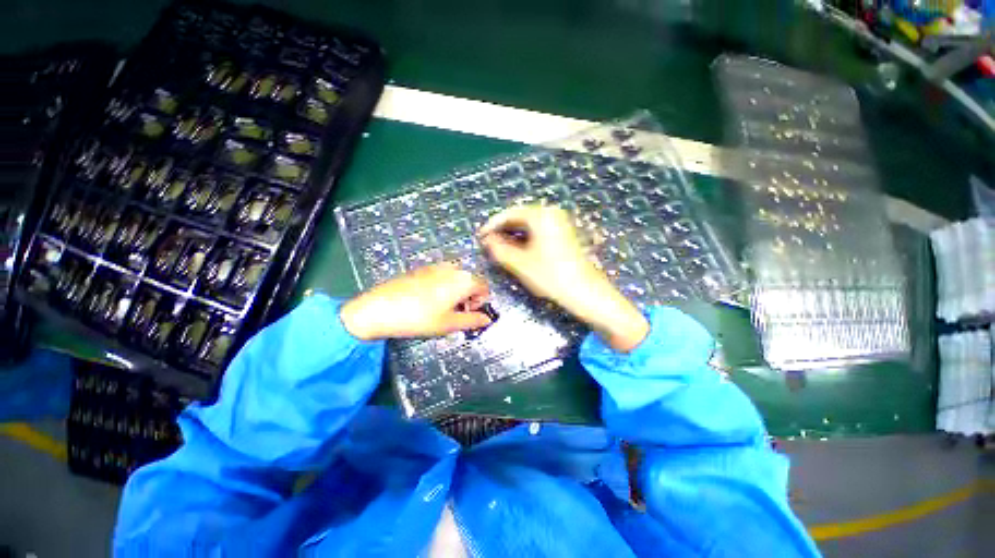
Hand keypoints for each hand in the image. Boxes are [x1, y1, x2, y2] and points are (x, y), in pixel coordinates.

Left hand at [340, 263, 492, 340]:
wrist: (380, 308)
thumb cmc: (420, 318)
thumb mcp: (449, 324)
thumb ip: (473, 320)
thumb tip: (487, 319)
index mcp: (463, 279)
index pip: (484, 286)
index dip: (481, 301)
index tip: (469, 313)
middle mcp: (453, 268)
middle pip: (470, 281)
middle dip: (469, 297)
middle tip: (455, 313)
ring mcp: (436, 266)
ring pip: (456, 278)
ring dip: (456, 292)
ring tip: (441, 308)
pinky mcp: (422, 268)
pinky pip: (442, 276)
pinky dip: (443, 287)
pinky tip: (427, 301)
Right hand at [478, 205, 648, 351]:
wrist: (587, 293)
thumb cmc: (552, 277)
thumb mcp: (521, 264)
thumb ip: (500, 249)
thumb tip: (487, 240)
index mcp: (542, 216)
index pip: (510, 213)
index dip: (492, 225)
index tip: (480, 236)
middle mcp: (552, 214)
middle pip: (521, 217)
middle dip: (503, 230)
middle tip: (488, 243)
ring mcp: (561, 224)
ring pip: (530, 225)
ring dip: (514, 235)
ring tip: (500, 248)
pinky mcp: (565, 235)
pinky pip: (539, 232)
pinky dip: (526, 239)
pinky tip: (518, 250)